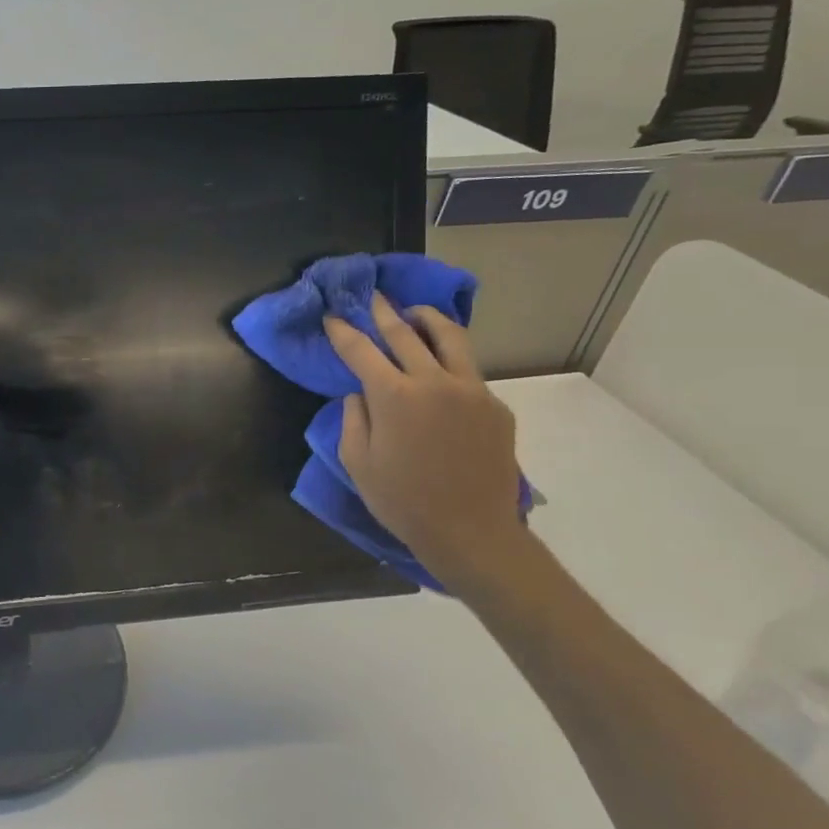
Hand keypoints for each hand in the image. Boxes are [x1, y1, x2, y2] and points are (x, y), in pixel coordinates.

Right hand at [325, 294, 531, 597]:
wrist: (471, 532)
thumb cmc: (401, 500)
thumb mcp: (357, 461)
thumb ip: (354, 418)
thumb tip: (360, 393)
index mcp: (393, 396)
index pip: (360, 350)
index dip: (342, 331)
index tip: (332, 316)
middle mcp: (434, 382)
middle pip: (404, 334)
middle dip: (383, 312)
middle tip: (372, 297)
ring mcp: (471, 391)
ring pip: (450, 338)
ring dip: (427, 320)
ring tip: (414, 313)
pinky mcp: (495, 406)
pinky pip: (469, 372)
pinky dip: (449, 360)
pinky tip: (440, 369)